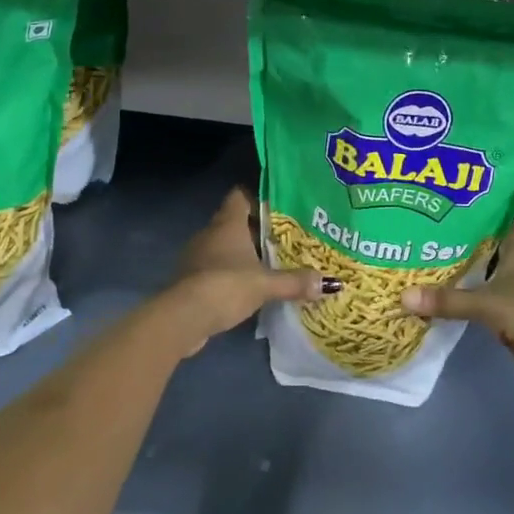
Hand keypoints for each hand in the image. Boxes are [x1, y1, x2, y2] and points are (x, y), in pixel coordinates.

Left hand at [160, 187, 337, 356]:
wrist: (182, 318)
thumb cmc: (225, 285)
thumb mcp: (265, 284)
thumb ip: (295, 282)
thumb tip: (331, 283)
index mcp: (227, 223)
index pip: (240, 195)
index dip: (258, 197)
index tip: (280, 206)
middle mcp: (210, 233)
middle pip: (235, 221)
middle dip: (257, 229)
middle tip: (285, 237)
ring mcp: (197, 256)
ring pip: (225, 246)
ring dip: (243, 254)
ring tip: (271, 263)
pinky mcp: (192, 279)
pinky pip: (216, 268)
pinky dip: (231, 274)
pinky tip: (248, 287)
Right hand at [402, 225, 513, 404]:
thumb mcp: (490, 304)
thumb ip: (449, 300)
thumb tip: (403, 297)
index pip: (489, 216)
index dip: (465, 209)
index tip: (433, 203)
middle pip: (478, 245)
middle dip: (450, 240)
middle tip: (413, 231)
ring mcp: (512, 288)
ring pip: (476, 271)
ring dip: (452, 268)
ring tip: (415, 258)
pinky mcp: (506, 312)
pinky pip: (476, 296)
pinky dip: (458, 295)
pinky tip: (432, 292)